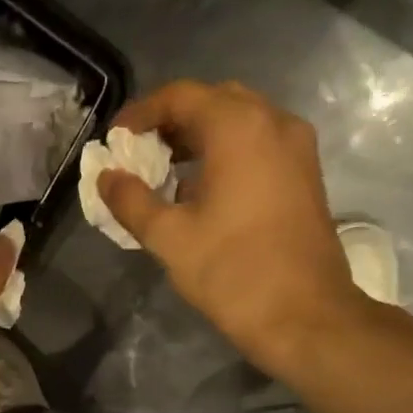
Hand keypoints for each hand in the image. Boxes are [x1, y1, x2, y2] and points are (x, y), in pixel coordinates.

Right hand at [99, 80, 378, 373]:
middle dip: (172, 121)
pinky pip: (259, 144)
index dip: (141, 113)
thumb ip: (131, 200)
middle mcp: (273, 122)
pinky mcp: (305, 174)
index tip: (115, 140)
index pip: (180, 96)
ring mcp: (296, 147)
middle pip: (214, 101)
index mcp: (238, 128)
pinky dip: (226, 153)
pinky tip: (202, 190)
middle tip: (140, 152)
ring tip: (165, 171)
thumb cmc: (232, 272)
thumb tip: (107, 178)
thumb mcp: (169, 237)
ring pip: (240, 122)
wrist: (304, 316)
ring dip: (199, 137)